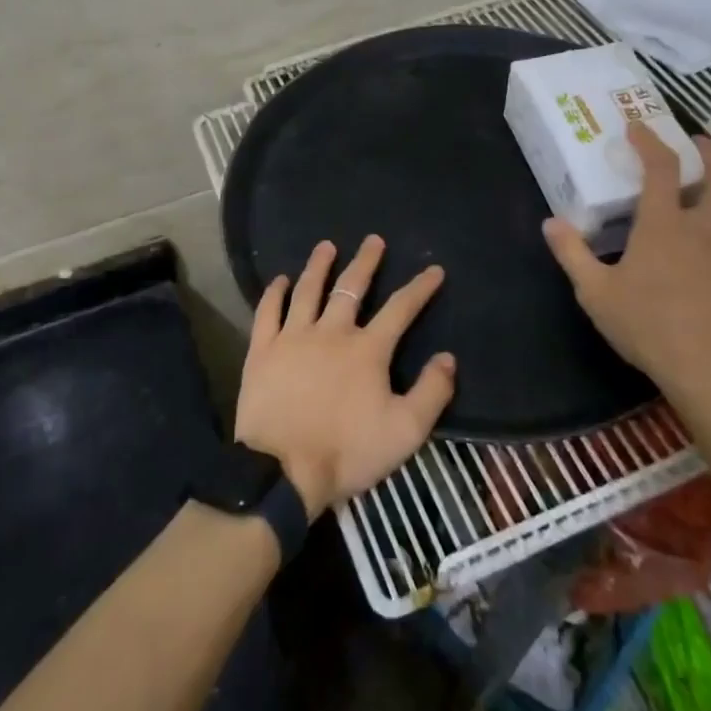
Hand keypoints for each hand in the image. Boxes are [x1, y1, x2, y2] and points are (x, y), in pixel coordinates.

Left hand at [233, 236, 453, 519]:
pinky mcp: (262, 350)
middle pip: (351, 288)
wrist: (282, 470)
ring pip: (308, 290)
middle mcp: (331, 332)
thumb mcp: (405, 431)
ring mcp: (293, 337)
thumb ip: (432, 393)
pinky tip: (280, 280)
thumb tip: (448, 358)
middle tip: (373, 240)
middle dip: (366, 262)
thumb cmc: (348, 452)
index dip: (420, 287)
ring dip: (319, 266)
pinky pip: (268, 312)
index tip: (434, 270)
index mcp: (368, 350)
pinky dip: (274, 293)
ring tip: (326, 246)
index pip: (400, 309)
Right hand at [541, 123, 710, 410]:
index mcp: (663, 224)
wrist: (709, 370)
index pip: (661, 167)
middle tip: (700, 144)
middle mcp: (706, 227)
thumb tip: (550, 222)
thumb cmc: (646, 326)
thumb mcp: (595, 292)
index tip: (638, 127)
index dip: (650, 141)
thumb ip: (571, 253)